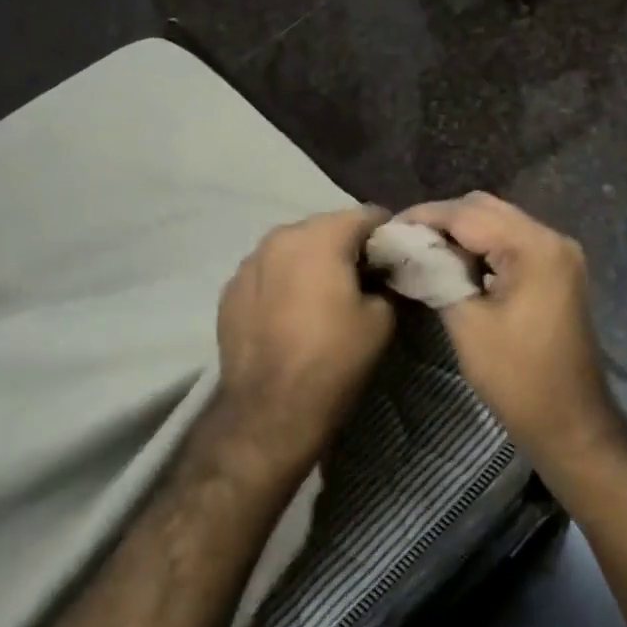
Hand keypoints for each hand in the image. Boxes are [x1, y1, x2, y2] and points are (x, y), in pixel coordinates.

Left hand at [211, 206, 396, 483]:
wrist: (268, 411)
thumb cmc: (333, 359)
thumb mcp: (381, 320)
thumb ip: (386, 282)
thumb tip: (380, 275)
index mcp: (321, 236)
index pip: (367, 215)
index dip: (388, 235)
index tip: (396, 259)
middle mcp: (280, 236)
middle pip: (327, 227)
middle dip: (348, 246)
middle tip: (364, 279)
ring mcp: (249, 261)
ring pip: (294, 248)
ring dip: (313, 262)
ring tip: (323, 297)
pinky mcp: (230, 289)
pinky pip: (268, 273)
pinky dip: (284, 282)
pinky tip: (290, 313)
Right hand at [396, 193, 622, 469]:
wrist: (571, 423)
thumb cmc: (518, 378)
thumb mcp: (467, 324)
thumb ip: (438, 275)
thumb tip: (410, 250)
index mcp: (534, 247)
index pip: (467, 214)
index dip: (423, 217)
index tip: (387, 229)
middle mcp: (551, 238)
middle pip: (485, 208)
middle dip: (441, 220)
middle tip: (402, 240)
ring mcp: (558, 254)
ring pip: (498, 222)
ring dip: (460, 232)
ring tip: (421, 249)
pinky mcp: (556, 271)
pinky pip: (511, 242)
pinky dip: (481, 246)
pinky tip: (454, 264)